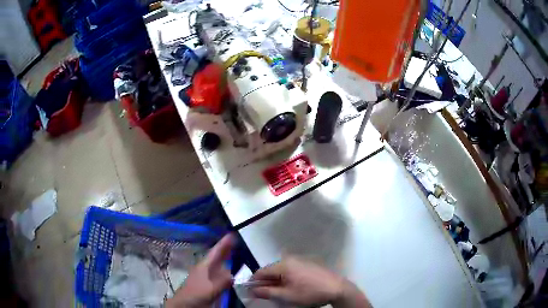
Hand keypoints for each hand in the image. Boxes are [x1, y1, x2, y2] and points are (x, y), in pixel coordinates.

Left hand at [167, 234, 233, 307]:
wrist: (183, 304)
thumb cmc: (195, 294)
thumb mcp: (210, 289)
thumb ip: (222, 281)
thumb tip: (232, 274)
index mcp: (204, 266)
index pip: (215, 253)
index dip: (223, 244)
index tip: (231, 234)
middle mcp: (204, 269)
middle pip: (216, 257)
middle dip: (225, 249)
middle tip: (235, 241)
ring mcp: (205, 277)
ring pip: (217, 265)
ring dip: (225, 259)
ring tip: (234, 253)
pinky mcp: (206, 284)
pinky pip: (218, 274)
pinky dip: (224, 271)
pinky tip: (229, 273)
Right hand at [251, 257, 371, 307]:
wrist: (337, 288)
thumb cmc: (310, 293)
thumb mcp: (286, 296)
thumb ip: (267, 292)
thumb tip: (252, 290)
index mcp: (283, 265)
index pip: (261, 271)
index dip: (254, 282)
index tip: (251, 292)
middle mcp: (290, 259)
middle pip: (271, 270)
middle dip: (266, 282)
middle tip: (265, 295)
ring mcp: (300, 261)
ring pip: (281, 271)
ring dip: (276, 281)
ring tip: (278, 293)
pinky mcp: (308, 264)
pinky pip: (291, 270)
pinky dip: (286, 278)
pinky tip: (291, 288)